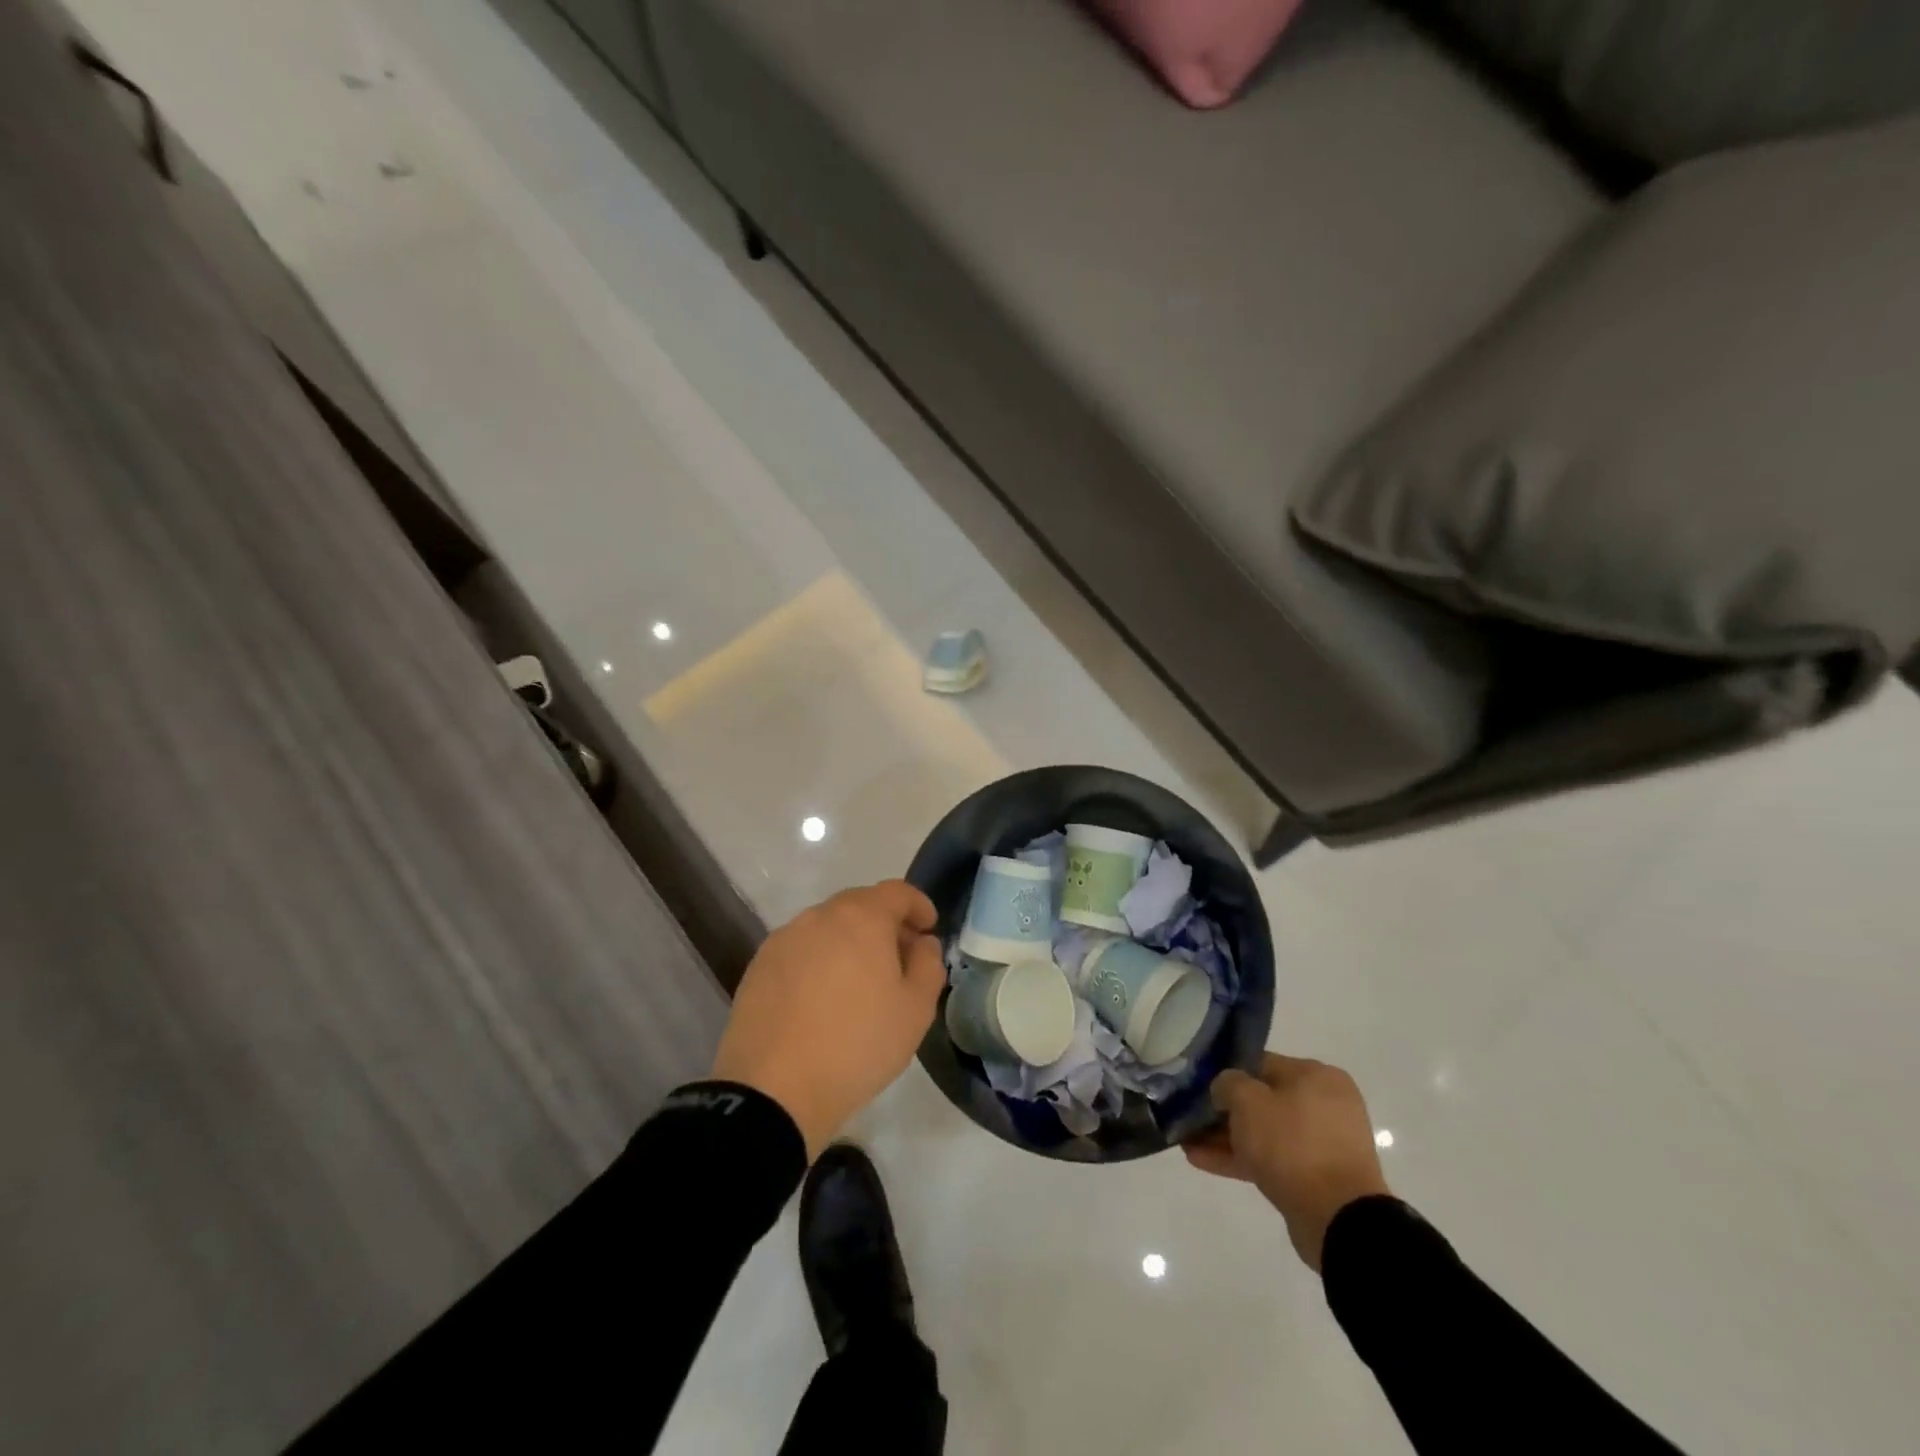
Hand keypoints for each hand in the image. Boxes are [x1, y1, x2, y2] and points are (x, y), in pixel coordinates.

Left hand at [711, 881, 944, 1159]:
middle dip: (885, 924)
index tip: (929, 928)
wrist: (773, 1091)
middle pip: (860, 905)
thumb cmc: (858, 1045)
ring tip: (860, 982)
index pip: (897, 892)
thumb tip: (922, 943)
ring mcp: (784, 939)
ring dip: (850, 942)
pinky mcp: (759, 966)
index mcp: (861, 917)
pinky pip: (801, 951)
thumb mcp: (915, 1010)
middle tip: (900, 958)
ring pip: (827, 928)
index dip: (918, 905)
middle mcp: (820, 916)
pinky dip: (819, 961)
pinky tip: (823, 998)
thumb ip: (929, 965)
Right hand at [1184, 1053, 1390, 1271]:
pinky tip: (1201, 1161)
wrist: (1339, 1220)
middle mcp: (1324, 1104)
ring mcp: (1322, 1144)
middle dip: (1223, 1111)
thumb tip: (1225, 1089)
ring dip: (1226, 1137)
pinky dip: (1241, 1158)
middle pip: (1262, 1100)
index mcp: (1316, 1076)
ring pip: (1264, 1132)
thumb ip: (1228, 1084)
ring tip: (1187, 1142)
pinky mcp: (1316, 1178)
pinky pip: (1272, 1159)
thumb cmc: (1292, 1144)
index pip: (1260, 1063)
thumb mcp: (1248, 1101)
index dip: (1225, 1073)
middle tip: (1189, 1116)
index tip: (1199, 1086)